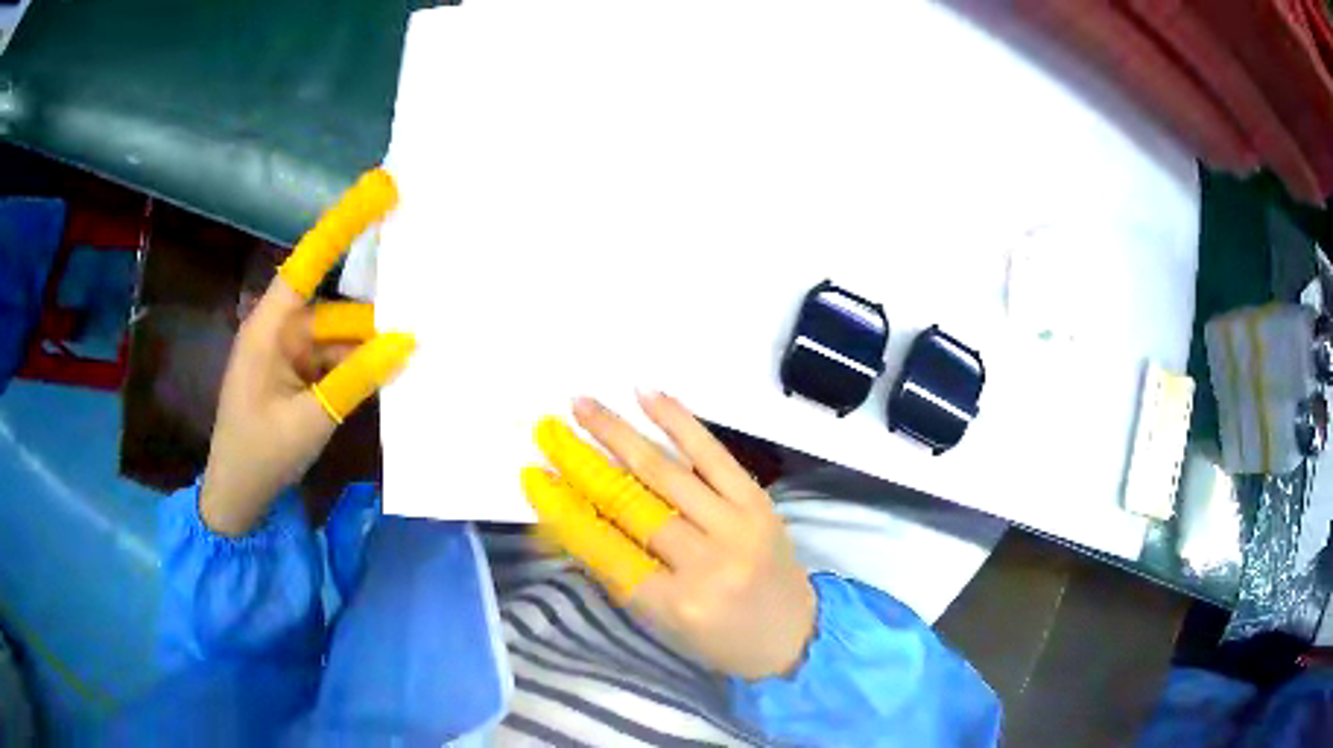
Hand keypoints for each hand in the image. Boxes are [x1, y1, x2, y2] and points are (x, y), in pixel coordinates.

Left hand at [200, 169, 414, 535]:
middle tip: (428, 303)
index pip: (310, 261)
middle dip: (376, 316)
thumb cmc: (260, 455)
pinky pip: (336, 363)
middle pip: (336, 309)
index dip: (345, 223)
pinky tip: (394, 378)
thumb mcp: (311, 419)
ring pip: (341, 339)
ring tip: (420, 354)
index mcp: (270, 327)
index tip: (382, 188)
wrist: (237, 499)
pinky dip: (361, 369)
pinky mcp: (298, 378)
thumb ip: (356, 378)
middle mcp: (281, 331)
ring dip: (372, 351)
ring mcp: (289, 356)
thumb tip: (406, 341)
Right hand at [521, 393, 816, 680]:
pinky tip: (649, 396)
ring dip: (620, 433)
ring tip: (584, 404)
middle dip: (583, 463)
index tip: (533, 475)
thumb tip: (575, 518)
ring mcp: (737, 526)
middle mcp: (707, 561)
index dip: (563, 509)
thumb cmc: (722, 640)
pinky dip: (680, 423)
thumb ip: (623, 573)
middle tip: (549, 431)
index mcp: (677, 603)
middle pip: (632, 503)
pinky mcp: (758, 502)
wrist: (798, 635)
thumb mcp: (664, 623)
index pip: (606, 549)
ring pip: (667, 472)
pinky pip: (715, 455)